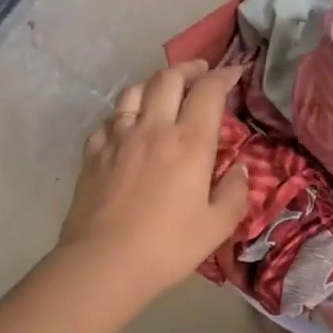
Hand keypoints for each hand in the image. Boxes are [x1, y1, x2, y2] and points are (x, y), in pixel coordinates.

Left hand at [58, 61, 250, 307]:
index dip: (224, 75)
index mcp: (190, 143)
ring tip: (165, 90)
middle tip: (201, 72)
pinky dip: (126, 113)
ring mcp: (118, 138)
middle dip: (189, 68)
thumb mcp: (218, 225)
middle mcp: (154, 129)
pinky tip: (129, 125)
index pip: (209, 91)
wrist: (103, 263)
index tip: (235, 72)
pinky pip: (110, 118)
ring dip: (155, 83)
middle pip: (169, 78)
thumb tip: (239, 169)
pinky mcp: (93, 153)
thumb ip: (235, 192)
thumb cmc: (168, 246)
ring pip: (136, 91)